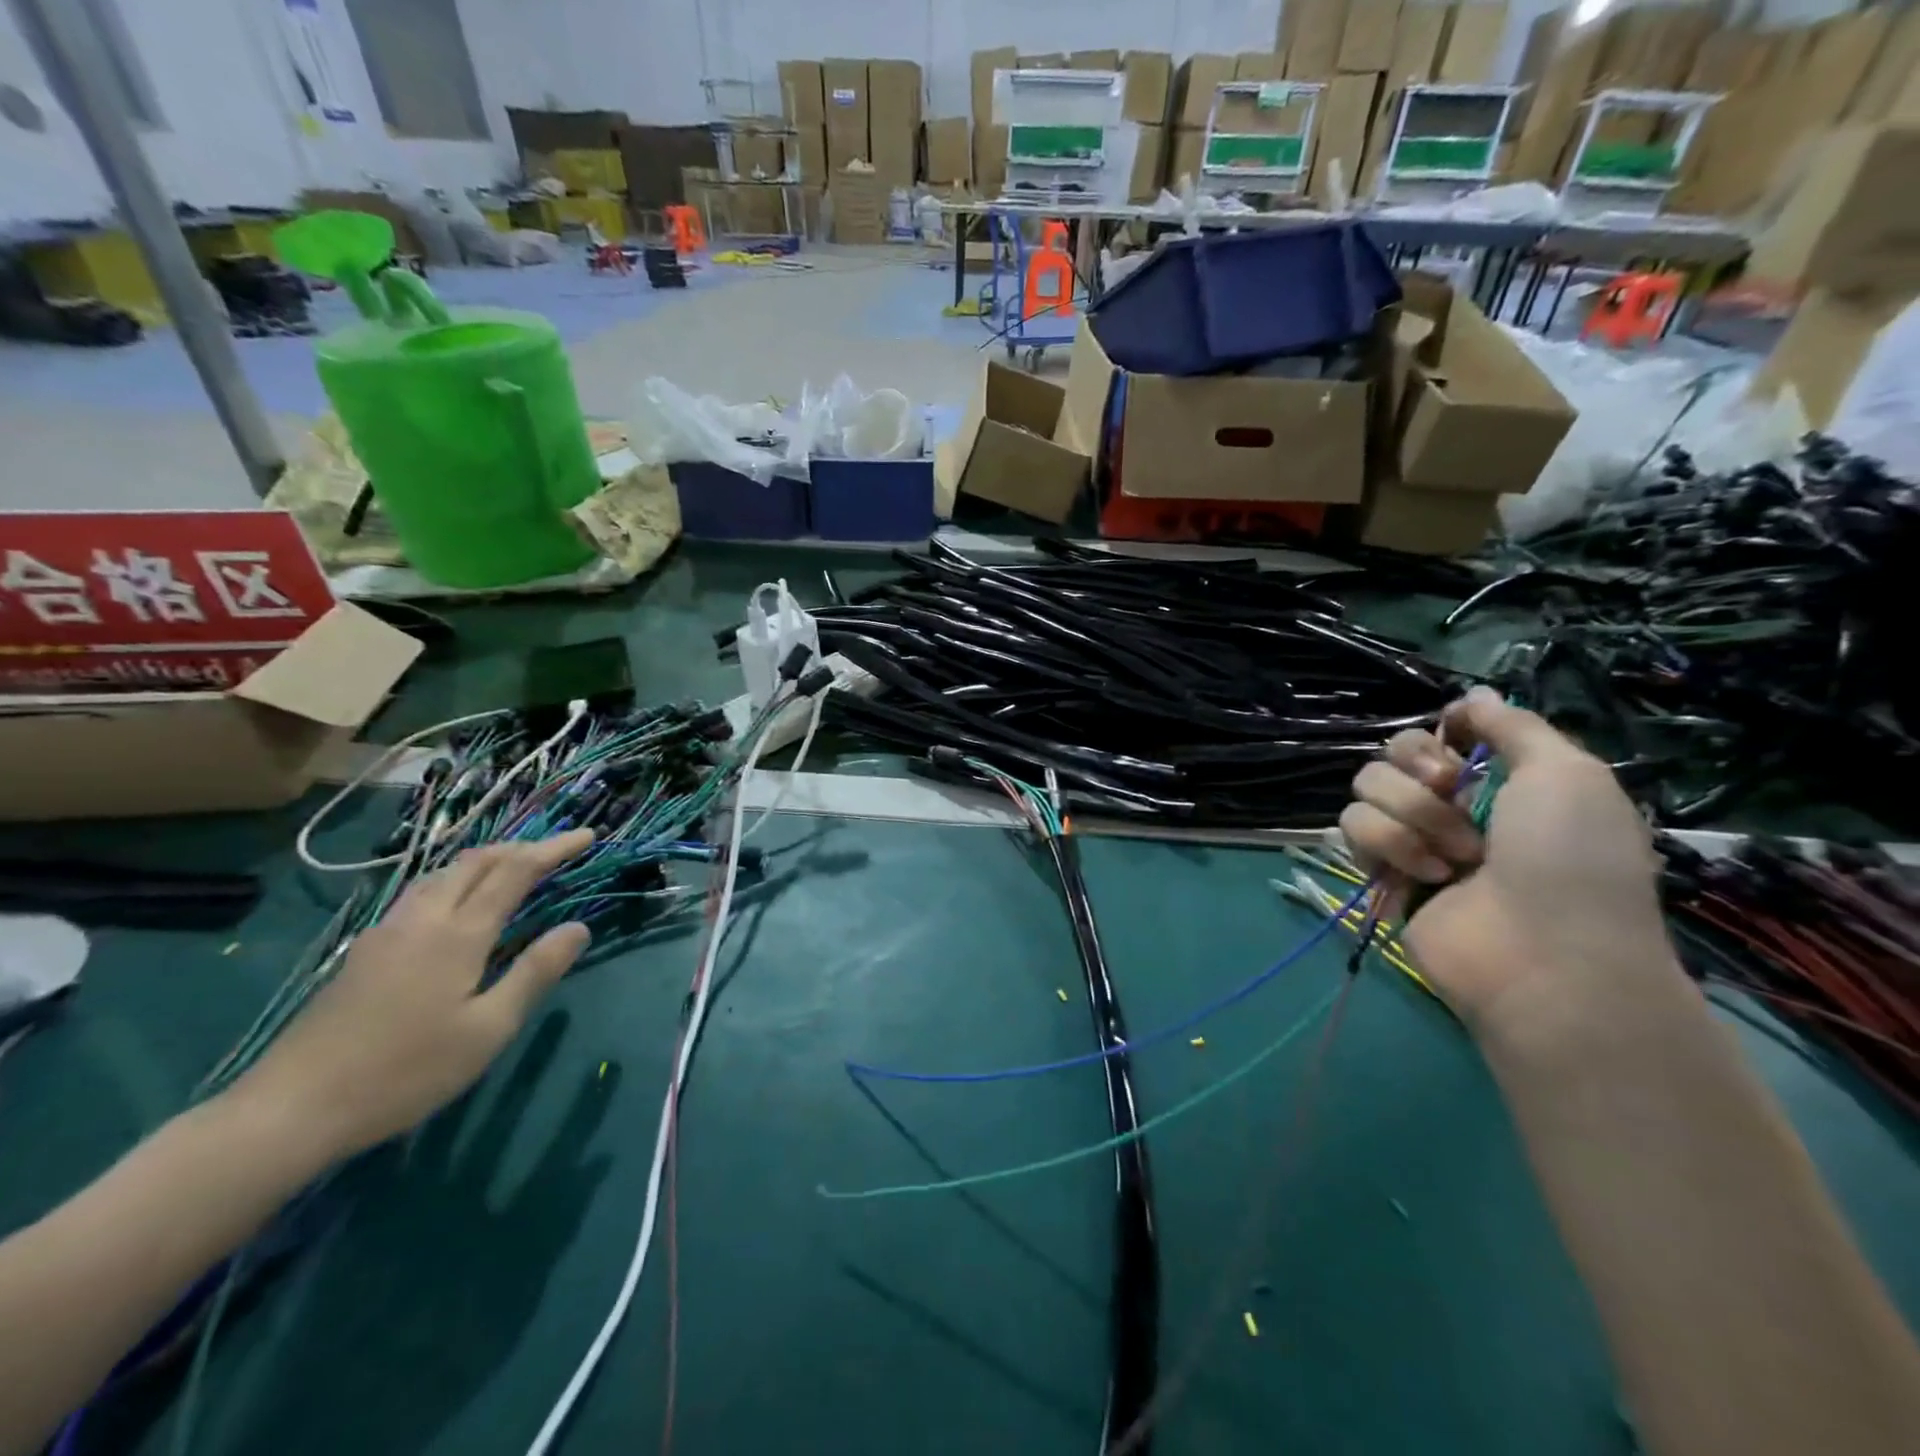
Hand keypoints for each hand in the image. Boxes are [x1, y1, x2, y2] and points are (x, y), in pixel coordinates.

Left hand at [231, 830, 595, 1163]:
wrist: (289, 1110)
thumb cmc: (405, 1072)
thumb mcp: (488, 1029)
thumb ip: (535, 972)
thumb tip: (578, 928)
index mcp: (458, 933)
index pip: (515, 871)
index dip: (553, 849)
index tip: (588, 835)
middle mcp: (421, 919)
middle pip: (474, 862)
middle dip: (519, 847)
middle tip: (555, 850)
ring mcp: (385, 933)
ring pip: (441, 875)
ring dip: (483, 861)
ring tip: (511, 868)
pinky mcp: (362, 953)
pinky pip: (420, 895)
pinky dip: (454, 882)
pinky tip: (454, 906)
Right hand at [1340, 688, 1672, 1033]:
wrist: (1543, 953)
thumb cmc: (1569, 859)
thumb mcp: (1567, 774)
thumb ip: (1514, 725)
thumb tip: (1470, 694)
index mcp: (1498, 779)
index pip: (1438, 731)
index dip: (1442, 734)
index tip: (1460, 747)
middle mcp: (1450, 804)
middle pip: (1392, 752)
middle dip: (1420, 771)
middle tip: (1452, 795)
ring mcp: (1411, 838)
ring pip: (1366, 787)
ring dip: (1412, 816)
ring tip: (1455, 857)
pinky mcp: (1379, 870)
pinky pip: (1352, 827)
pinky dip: (1389, 846)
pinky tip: (1427, 875)